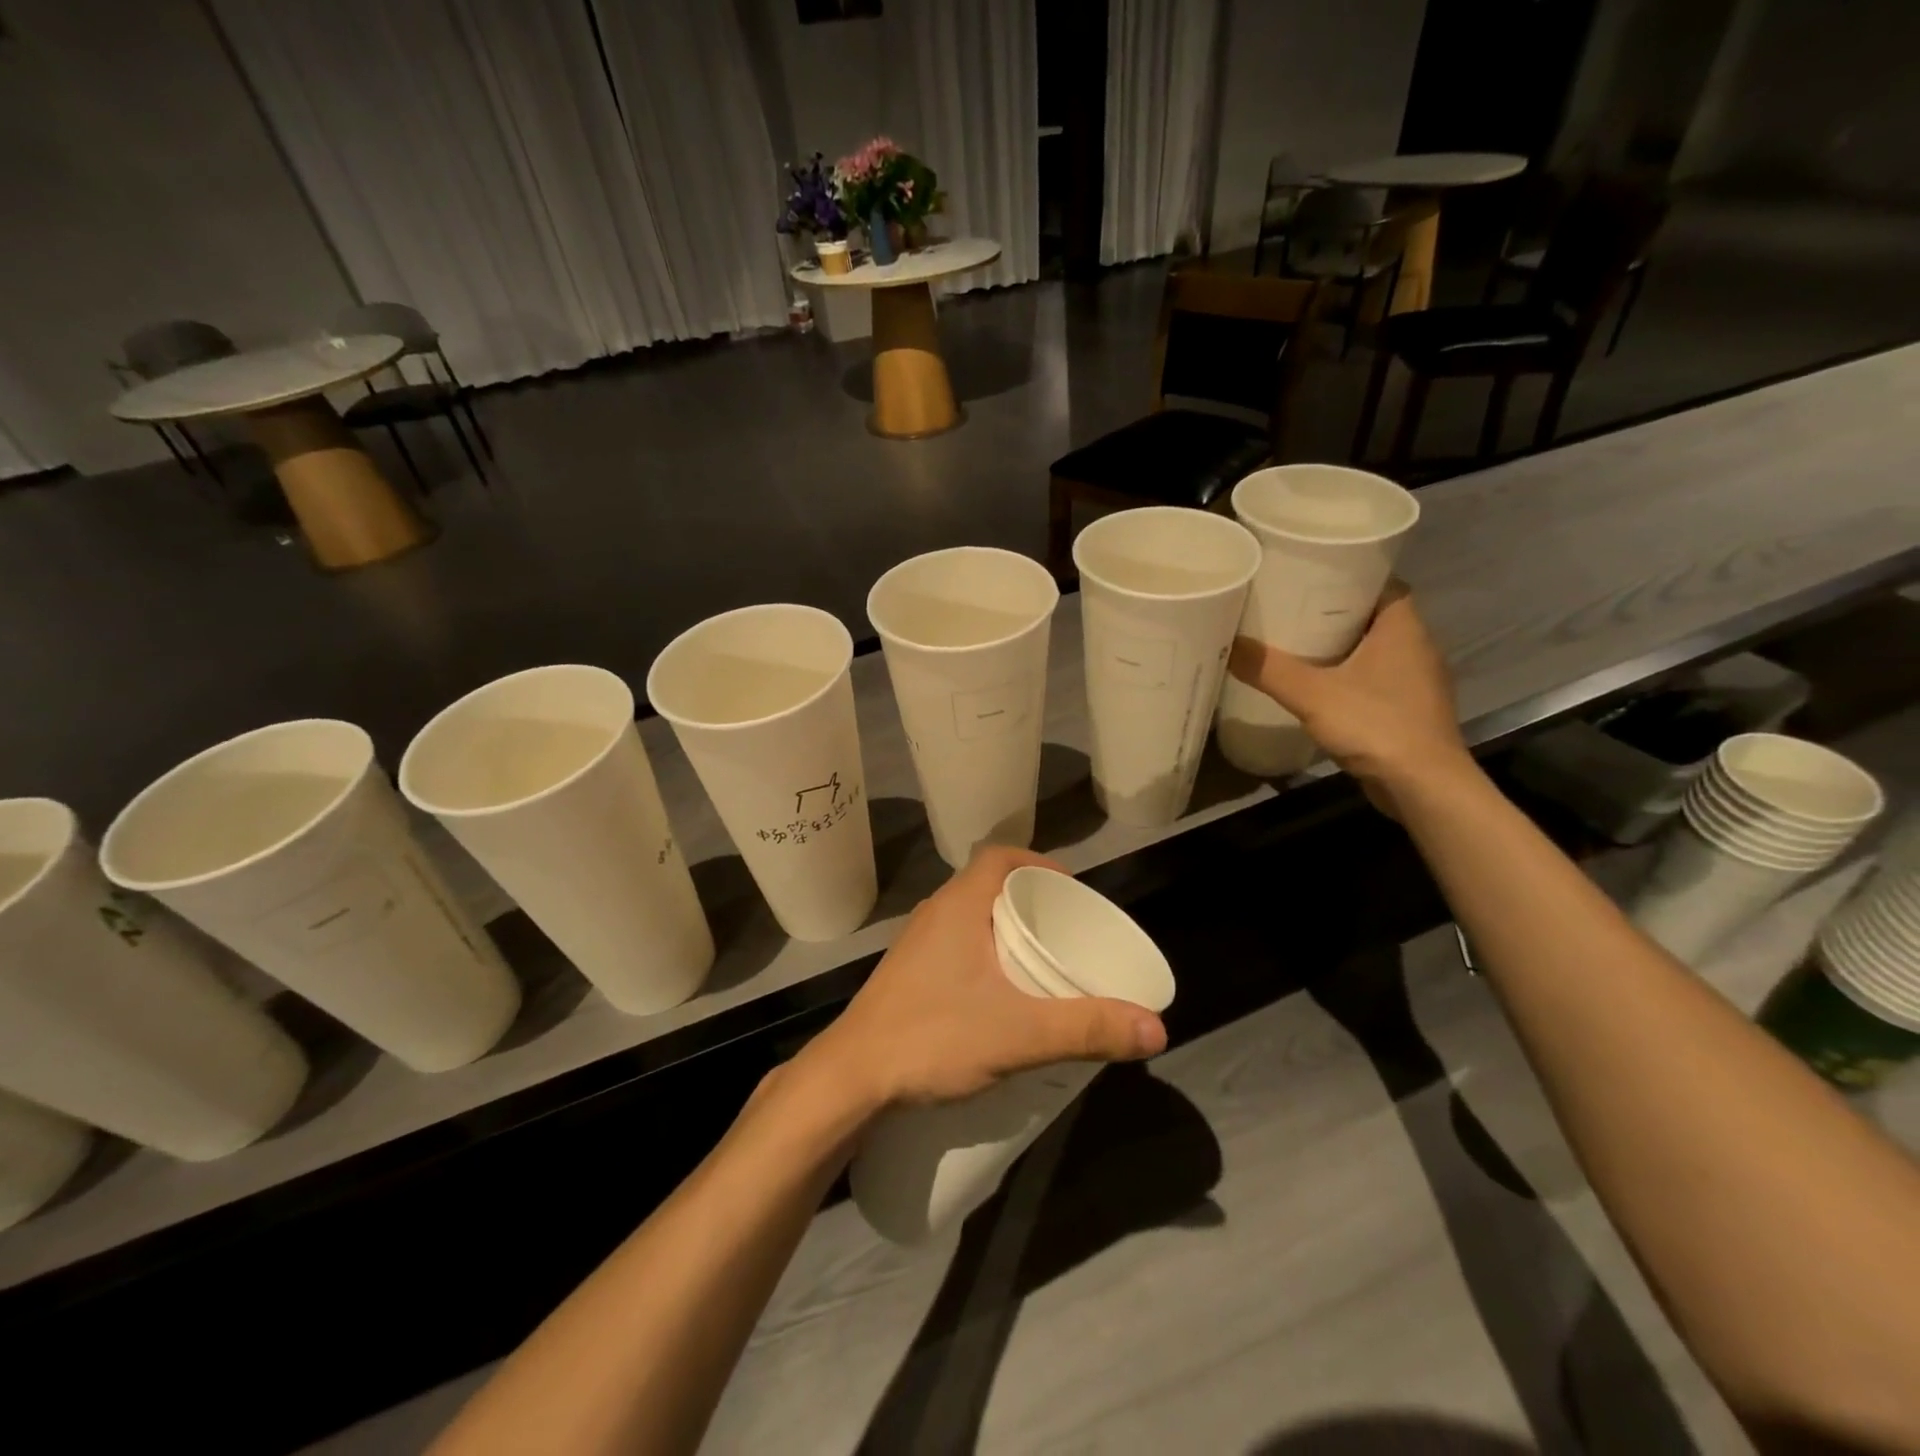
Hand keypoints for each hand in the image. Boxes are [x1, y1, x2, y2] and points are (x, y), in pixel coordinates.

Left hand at [802, 846, 1167, 1111]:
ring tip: (1042, 960)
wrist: (849, 1077)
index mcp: (958, 906)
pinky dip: (985, 954)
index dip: (1038, 862)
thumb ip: (1086, 1029)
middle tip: (1067, 931)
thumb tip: (1157, 1029)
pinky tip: (1001, 994)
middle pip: (989, 886)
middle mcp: (935, 914)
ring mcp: (917, 945)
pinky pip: (956, 946)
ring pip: (971, 918)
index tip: (1070, 891)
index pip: (1000, 856)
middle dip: (1031, 902)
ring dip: (1006, 930)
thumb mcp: (1018, 1035)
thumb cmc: (931, 1037)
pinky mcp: (908, 975)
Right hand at [1226, 581, 1473, 812]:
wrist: (1423, 786)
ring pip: (1375, 649)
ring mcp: (1417, 680)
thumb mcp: (1312, 695)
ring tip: (1297, 645)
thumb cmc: (1376, 726)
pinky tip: (1319, 687)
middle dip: (1336, 612)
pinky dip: (1350, 676)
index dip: (1349, 575)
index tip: (1312, 577)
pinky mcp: (1410, 709)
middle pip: (1374, 615)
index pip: (1382, 582)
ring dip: (1343, 646)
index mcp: (1404, 627)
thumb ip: (1269, 669)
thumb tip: (1227, 644)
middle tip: (1292, 610)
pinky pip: (1377, 679)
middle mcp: (1417, 646)